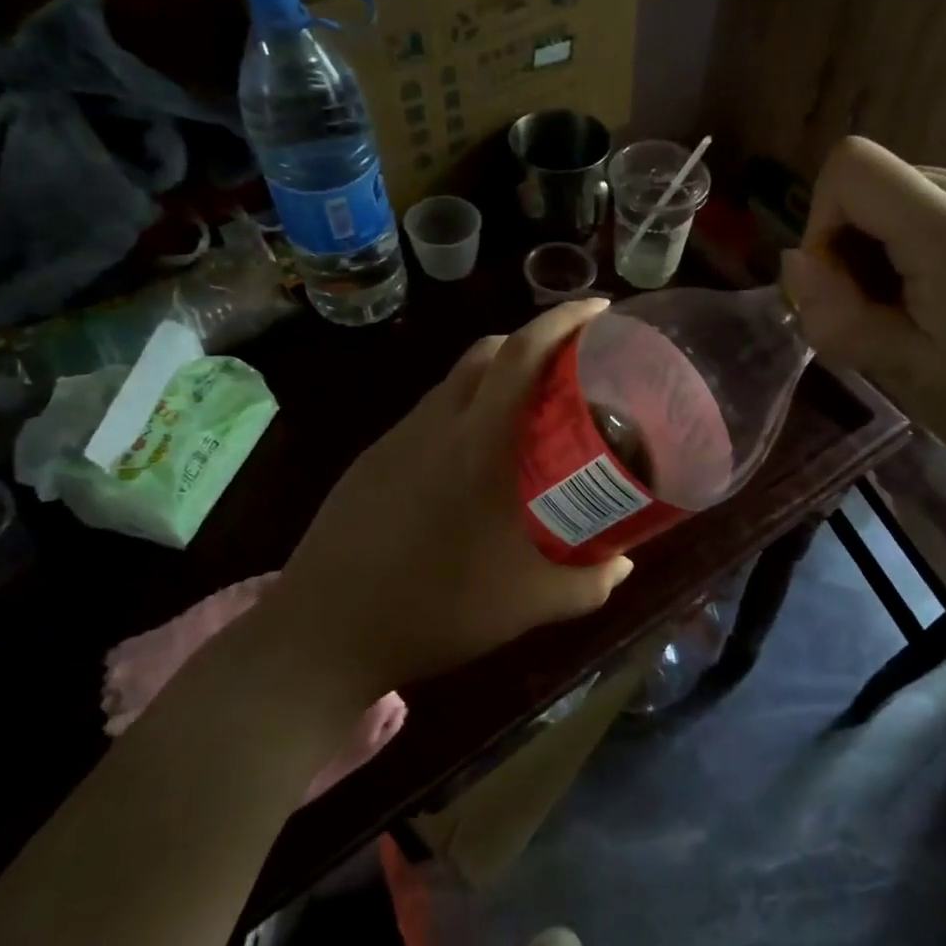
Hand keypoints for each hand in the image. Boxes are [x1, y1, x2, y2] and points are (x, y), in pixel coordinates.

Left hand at [262, 299, 632, 696]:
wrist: (322, 636)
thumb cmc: (434, 610)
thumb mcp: (527, 605)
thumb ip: (587, 584)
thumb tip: (624, 564)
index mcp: (477, 443)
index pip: (521, 354)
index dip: (563, 321)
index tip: (600, 310)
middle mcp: (435, 425)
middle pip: (488, 351)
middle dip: (534, 341)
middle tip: (573, 367)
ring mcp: (396, 440)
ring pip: (455, 382)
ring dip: (497, 377)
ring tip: (530, 413)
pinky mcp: (372, 460)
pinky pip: (430, 415)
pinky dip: (465, 411)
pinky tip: (476, 461)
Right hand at [779, 137, 945, 472]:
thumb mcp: (898, 369)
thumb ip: (835, 312)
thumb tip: (794, 261)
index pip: (854, 166)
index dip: (822, 218)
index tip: (836, 281)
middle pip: (878, 179)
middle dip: (852, 239)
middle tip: (873, 309)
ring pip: (905, 191)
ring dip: (883, 242)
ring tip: (909, 307)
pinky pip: (940, 204)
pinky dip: (915, 241)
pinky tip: (940, 295)